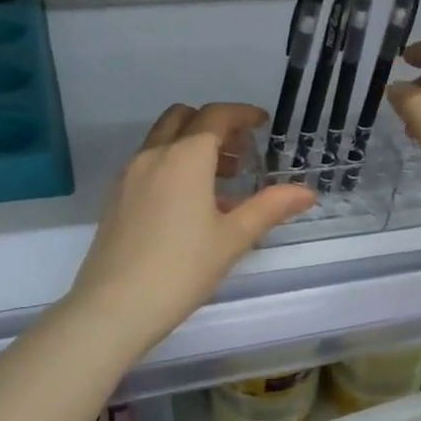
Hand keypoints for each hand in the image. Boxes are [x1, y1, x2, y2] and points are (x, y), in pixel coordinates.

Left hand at [68, 103, 314, 353]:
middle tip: (241, 151)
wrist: (114, 306)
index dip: (242, 114)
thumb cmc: (182, 269)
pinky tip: (190, 204)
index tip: (262, 123)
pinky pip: (149, 164)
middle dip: (214, 125)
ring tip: (222, 182)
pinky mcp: (115, 197)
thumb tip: (306, 192)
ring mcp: (129, 175)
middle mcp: (153, 155)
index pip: (216, 116)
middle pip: (184, 119)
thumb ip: (270, 208)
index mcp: (185, 158)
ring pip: (163, 140)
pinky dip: (173, 165)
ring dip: (193, 146)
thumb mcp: (233, 238)